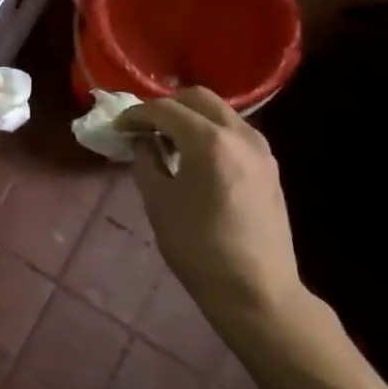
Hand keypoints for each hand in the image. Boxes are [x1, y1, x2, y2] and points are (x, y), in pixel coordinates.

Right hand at [118, 89, 311, 338]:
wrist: (256, 290)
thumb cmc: (199, 248)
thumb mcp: (159, 203)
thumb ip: (146, 161)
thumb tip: (144, 141)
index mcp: (209, 141)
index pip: (165, 109)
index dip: (136, 115)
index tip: (118, 128)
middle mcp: (240, 134)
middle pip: (198, 98)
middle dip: (166, 107)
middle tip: (143, 128)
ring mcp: (261, 149)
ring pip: (220, 113)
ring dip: (190, 118)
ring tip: (168, 142)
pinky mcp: (269, 167)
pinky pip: (234, 133)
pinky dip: (210, 133)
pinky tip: (195, 159)